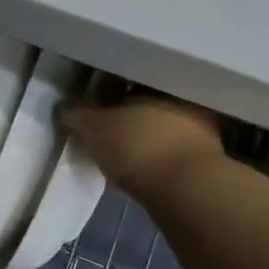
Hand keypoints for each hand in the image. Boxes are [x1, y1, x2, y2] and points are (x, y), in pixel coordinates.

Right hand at [61, 90, 224, 198]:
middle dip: (123, 114)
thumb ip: (77, 115)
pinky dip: (151, 159)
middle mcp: (183, 99)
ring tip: (115, 153)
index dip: (103, 90)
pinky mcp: (203, 162)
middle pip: (144, 103)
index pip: (126, 77)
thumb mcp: (94, 128)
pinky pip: (167, 153)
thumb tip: (64, 108)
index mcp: (158, 81)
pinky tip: (134, 171)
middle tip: (99, 129)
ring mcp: (199, 130)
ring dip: (139, 138)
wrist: (187, 191)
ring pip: (158, 128)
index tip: (87, 104)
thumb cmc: (138, 146)